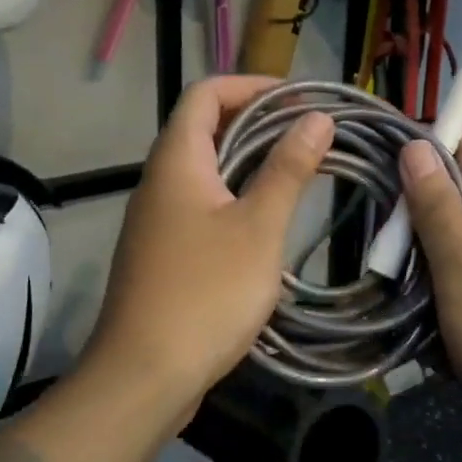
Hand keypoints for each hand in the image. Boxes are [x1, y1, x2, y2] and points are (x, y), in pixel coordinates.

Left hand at [83, 76, 333, 426]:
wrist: (144, 375)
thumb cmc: (206, 294)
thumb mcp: (259, 228)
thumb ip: (288, 169)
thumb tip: (317, 118)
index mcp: (176, 161)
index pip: (205, 93)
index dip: (251, 86)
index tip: (299, 99)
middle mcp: (159, 181)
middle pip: (204, 128)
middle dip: (257, 122)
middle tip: (309, 134)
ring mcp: (156, 219)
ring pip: (204, 170)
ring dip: (248, 161)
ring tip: (298, 170)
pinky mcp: (162, 253)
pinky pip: (200, 205)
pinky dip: (234, 197)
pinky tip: (267, 221)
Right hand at [401, 135, 461, 422]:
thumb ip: (437, 209)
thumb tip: (415, 145)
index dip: (424, 145)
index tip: (378, 166)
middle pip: (454, 196)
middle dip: (412, 213)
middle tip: (375, 240)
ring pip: (453, 244)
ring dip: (420, 260)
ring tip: (386, 283)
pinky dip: (438, 297)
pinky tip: (418, 324)